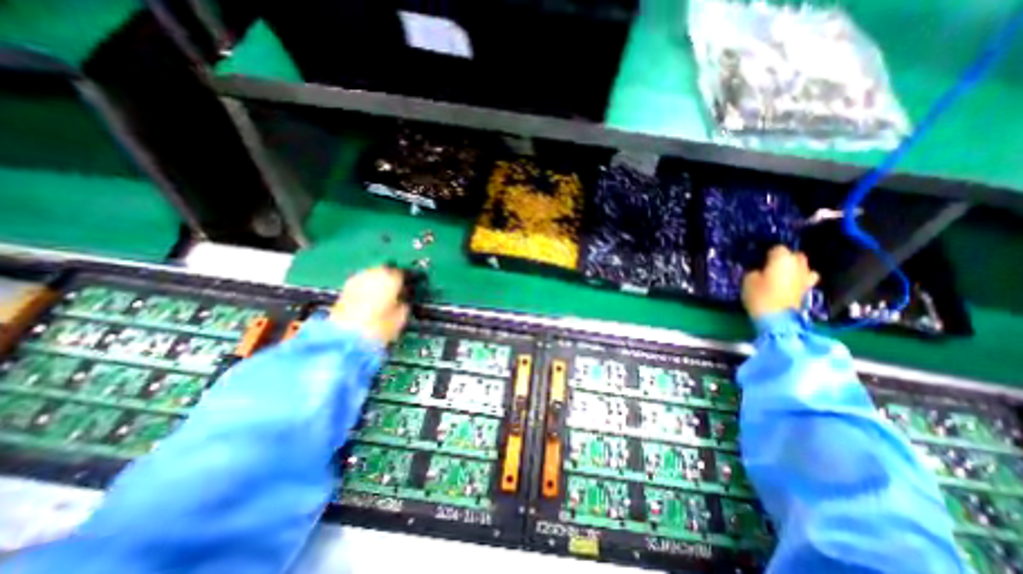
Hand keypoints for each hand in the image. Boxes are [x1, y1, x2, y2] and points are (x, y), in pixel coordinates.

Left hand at [327, 264, 408, 342]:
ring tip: (384, 297)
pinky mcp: (345, 289)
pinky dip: (367, 289)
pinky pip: (362, 283)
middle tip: (398, 291)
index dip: (409, 281)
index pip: (404, 273)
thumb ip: (405, 303)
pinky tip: (370, 300)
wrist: (346, 338)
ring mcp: (357, 279)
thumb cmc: (379, 327)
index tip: (411, 288)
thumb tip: (404, 299)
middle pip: (387, 271)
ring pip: (373, 275)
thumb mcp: (401, 317)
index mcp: (391, 277)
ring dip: (379, 283)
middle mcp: (374, 273)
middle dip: (392, 279)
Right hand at [740, 245, 821, 319]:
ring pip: (802, 266)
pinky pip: (805, 278)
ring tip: (782, 274)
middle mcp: (798, 264)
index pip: (777, 248)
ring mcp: (806, 277)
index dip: (768, 254)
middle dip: (784, 258)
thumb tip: (760, 271)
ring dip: (794, 268)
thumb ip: (755, 271)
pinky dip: (799, 279)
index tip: (759, 260)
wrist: (777, 318)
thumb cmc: (760, 295)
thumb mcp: (748, 280)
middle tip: (770, 266)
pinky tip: (790, 284)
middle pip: (794, 255)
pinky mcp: (808, 289)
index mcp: (782, 259)